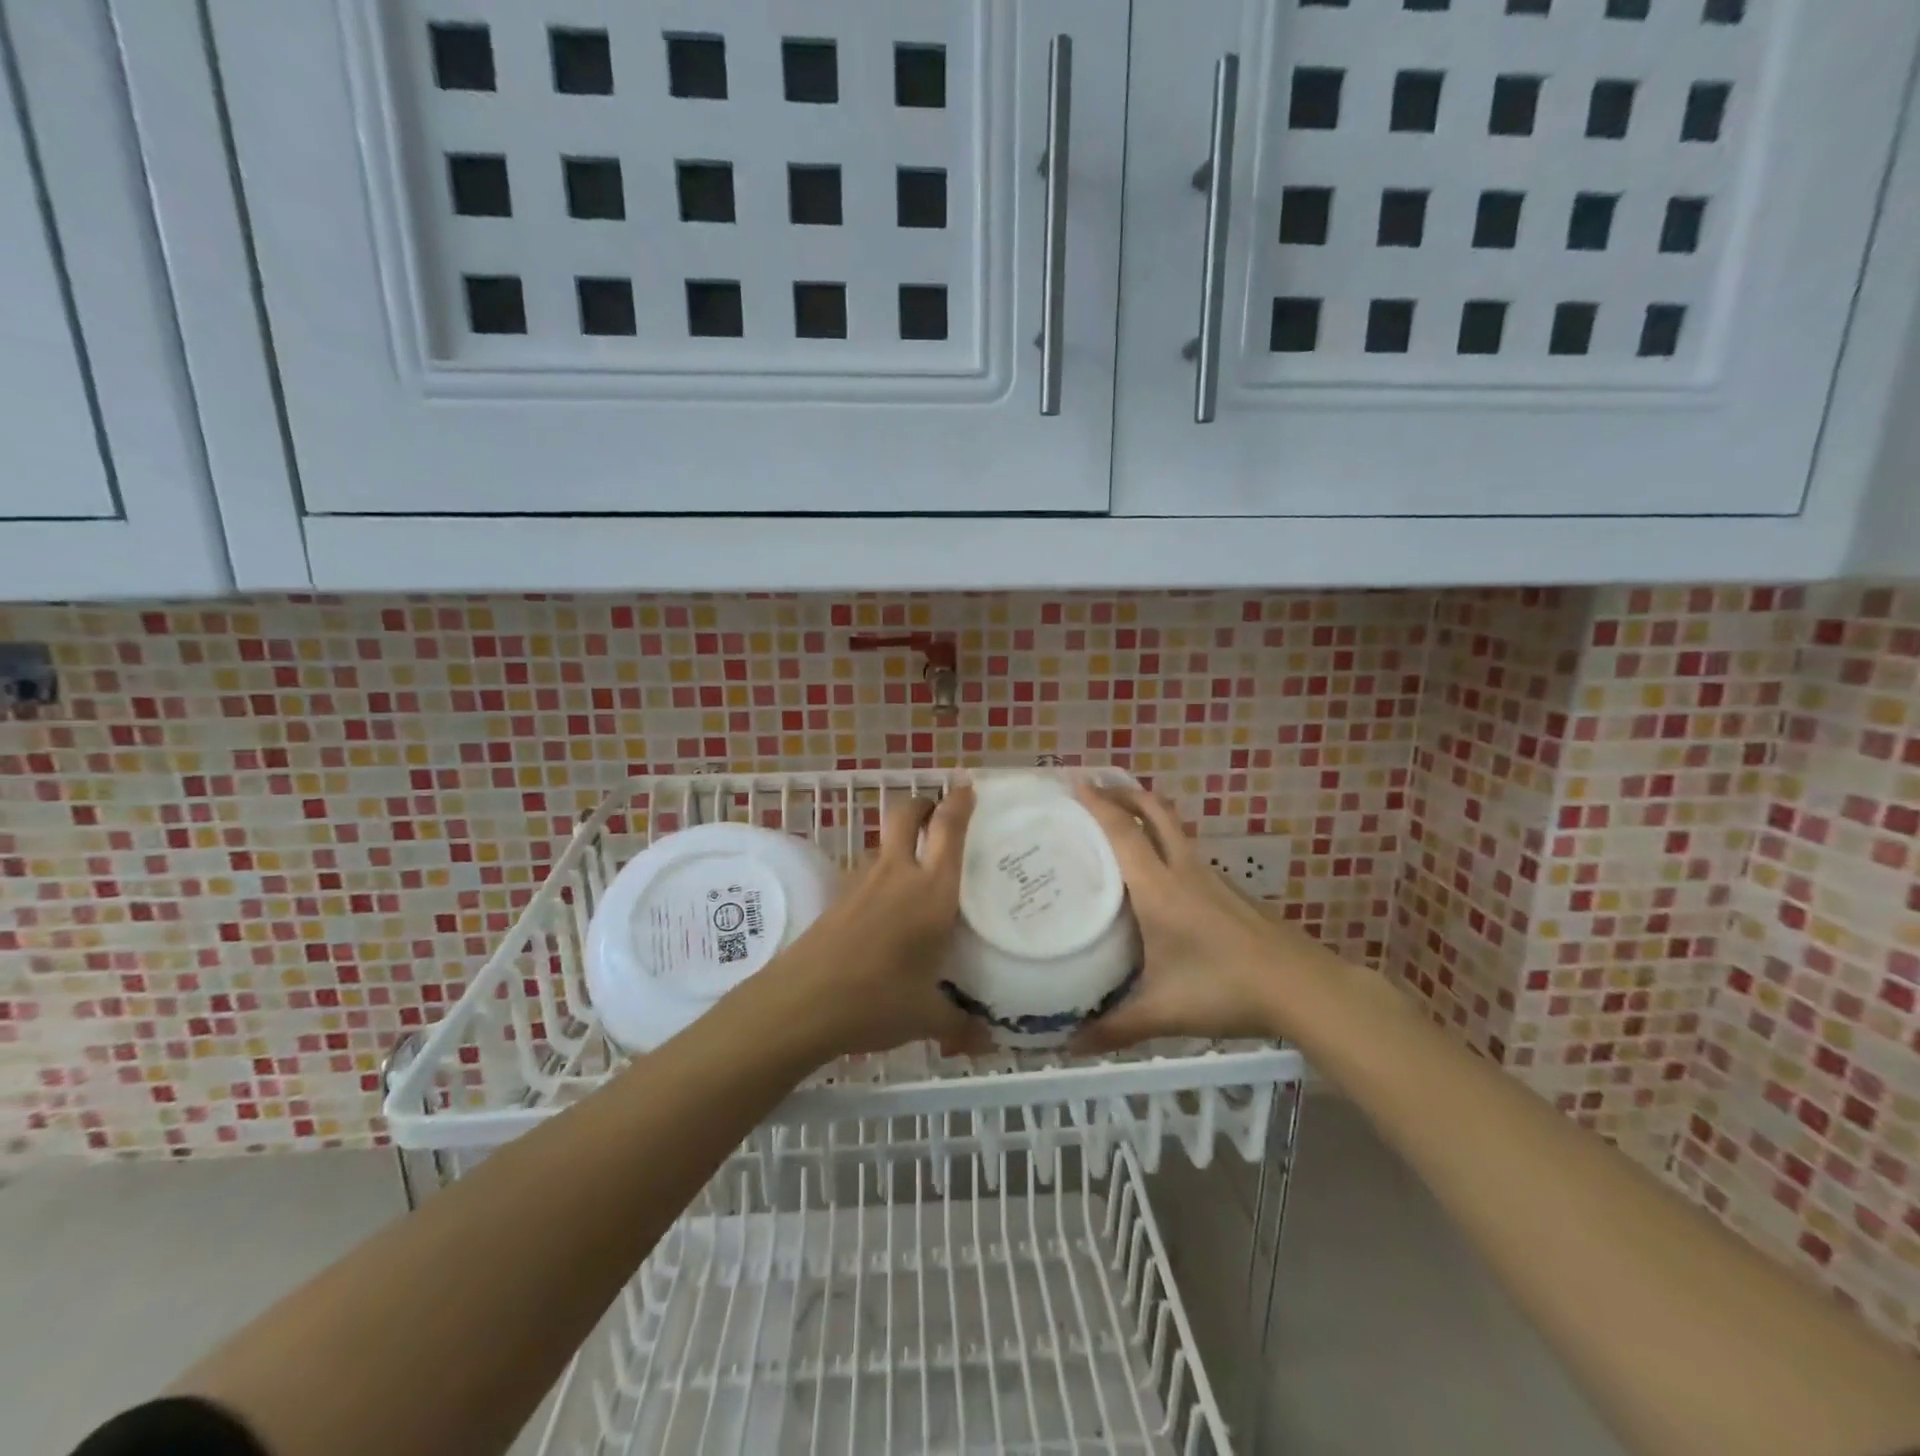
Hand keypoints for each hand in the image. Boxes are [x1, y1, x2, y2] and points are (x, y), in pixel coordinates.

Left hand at [767, 783, 985, 1058]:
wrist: (801, 1003)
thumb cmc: (876, 1000)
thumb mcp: (926, 1017)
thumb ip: (958, 1024)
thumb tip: (986, 1044)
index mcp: (931, 892)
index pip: (949, 829)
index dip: (960, 802)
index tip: (968, 787)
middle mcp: (898, 874)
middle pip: (907, 814)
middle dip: (924, 804)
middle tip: (939, 812)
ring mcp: (863, 882)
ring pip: (885, 842)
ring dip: (902, 840)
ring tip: (919, 867)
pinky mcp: (838, 897)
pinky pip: (868, 871)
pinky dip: (884, 873)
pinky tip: (888, 907)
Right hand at [1071, 783, 1324, 1050]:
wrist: (1302, 987)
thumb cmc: (1225, 989)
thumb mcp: (1164, 1011)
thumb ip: (1115, 1027)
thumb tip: (1069, 1046)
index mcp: (1159, 888)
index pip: (1123, 833)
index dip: (1097, 804)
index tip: (1073, 780)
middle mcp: (1184, 871)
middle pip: (1154, 812)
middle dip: (1124, 793)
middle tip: (1095, 786)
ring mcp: (1212, 878)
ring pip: (1174, 830)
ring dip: (1146, 815)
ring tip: (1120, 825)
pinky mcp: (1229, 892)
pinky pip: (1187, 853)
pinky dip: (1164, 844)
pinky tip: (1159, 876)